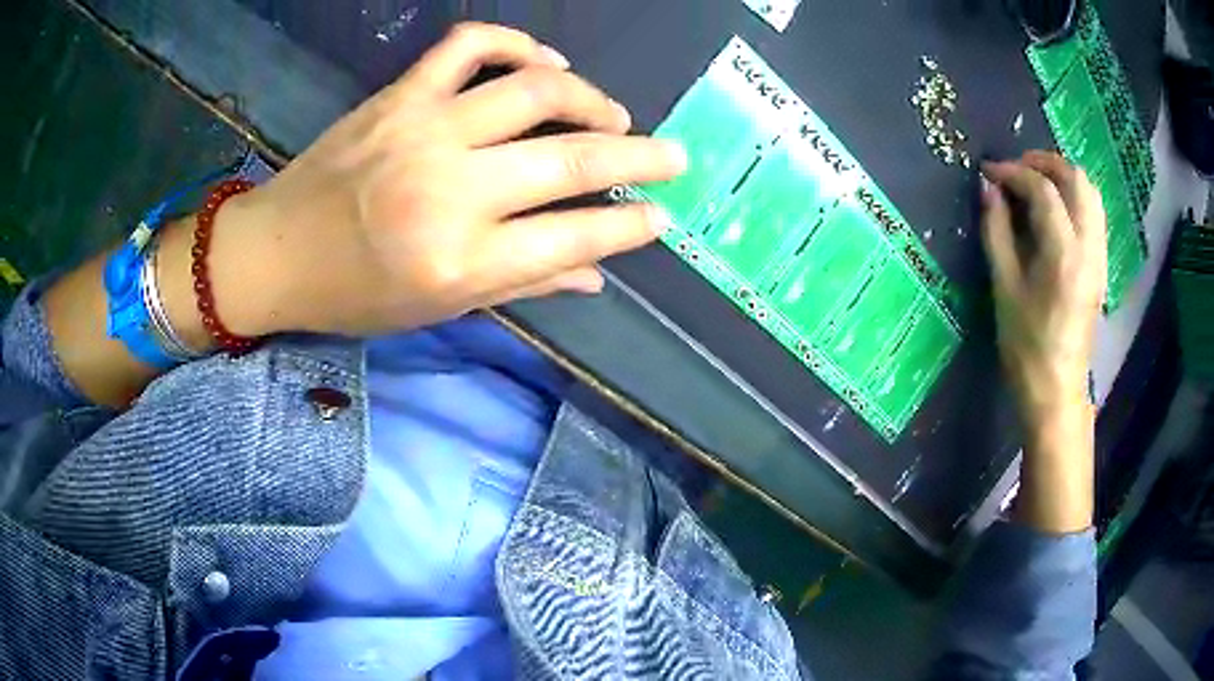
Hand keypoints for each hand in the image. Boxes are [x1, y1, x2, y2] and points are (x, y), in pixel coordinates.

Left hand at [209, 22, 685, 336]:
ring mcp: (425, 130)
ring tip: (613, 114)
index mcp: (462, 261)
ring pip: (534, 90)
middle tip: (673, 157)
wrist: (276, 252)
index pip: (573, 236)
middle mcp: (452, 190)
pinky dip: (516, 43)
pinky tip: (544, 61)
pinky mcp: (399, 96)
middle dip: (638, 157)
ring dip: (590, 98)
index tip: (660, 215)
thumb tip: (596, 275)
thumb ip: (523, 285)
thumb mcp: (438, 308)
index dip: (628, 225)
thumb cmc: (353, 295)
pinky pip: (469, 47)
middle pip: (569, 159)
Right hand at [980, 151, 1104, 533]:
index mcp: (1064, 255)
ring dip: (1062, 176)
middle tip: (1016, 169)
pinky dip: (1074, 196)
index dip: (1013, 172)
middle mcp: (1089, 248)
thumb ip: (996, 231)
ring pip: (1090, 192)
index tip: (988, 173)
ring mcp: (1100, 256)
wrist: (1057, 390)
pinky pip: (1094, 213)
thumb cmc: (1026, 347)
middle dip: (1044, 162)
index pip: (1043, 190)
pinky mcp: (1101, 265)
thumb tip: (987, 187)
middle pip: (1076, 179)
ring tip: (1036, 182)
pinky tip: (1055, 208)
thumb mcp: (1004, 288)